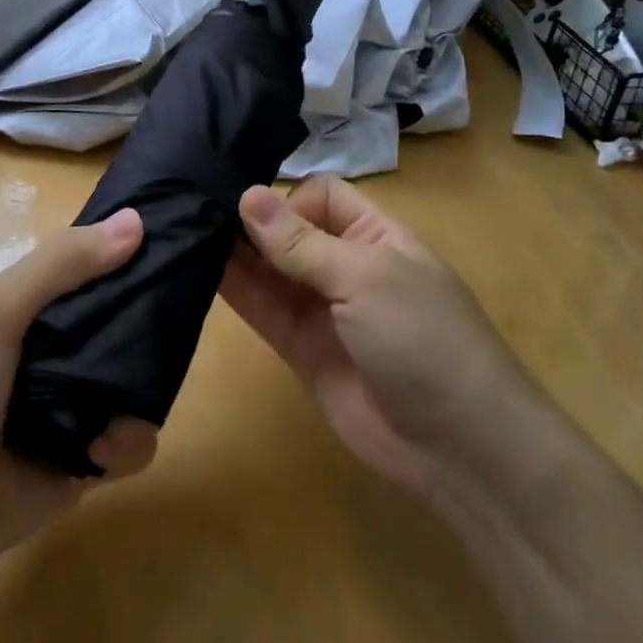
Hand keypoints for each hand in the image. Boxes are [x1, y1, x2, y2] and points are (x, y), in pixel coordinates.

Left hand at [0, 209, 158, 592]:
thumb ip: (62, 264)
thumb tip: (137, 221)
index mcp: (32, 307)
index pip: (93, 268)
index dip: (131, 253)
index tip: (178, 240)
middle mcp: (56, 350)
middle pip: (123, 324)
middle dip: (151, 324)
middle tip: (179, 323)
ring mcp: (72, 407)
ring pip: (137, 384)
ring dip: (140, 394)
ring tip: (116, 410)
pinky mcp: (84, 462)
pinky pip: (130, 445)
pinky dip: (125, 445)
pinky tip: (100, 451)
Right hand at [219, 176, 523, 503]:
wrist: (458, 448)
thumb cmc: (424, 339)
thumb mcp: (366, 278)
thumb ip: (301, 243)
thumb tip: (247, 194)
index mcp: (375, 236)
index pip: (322, 195)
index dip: (288, 197)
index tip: (250, 210)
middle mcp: (345, 266)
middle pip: (289, 230)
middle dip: (251, 221)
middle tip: (194, 210)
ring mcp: (322, 310)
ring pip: (270, 270)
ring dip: (234, 254)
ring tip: (185, 234)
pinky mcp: (301, 349)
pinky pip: (263, 310)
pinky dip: (235, 291)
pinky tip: (198, 270)